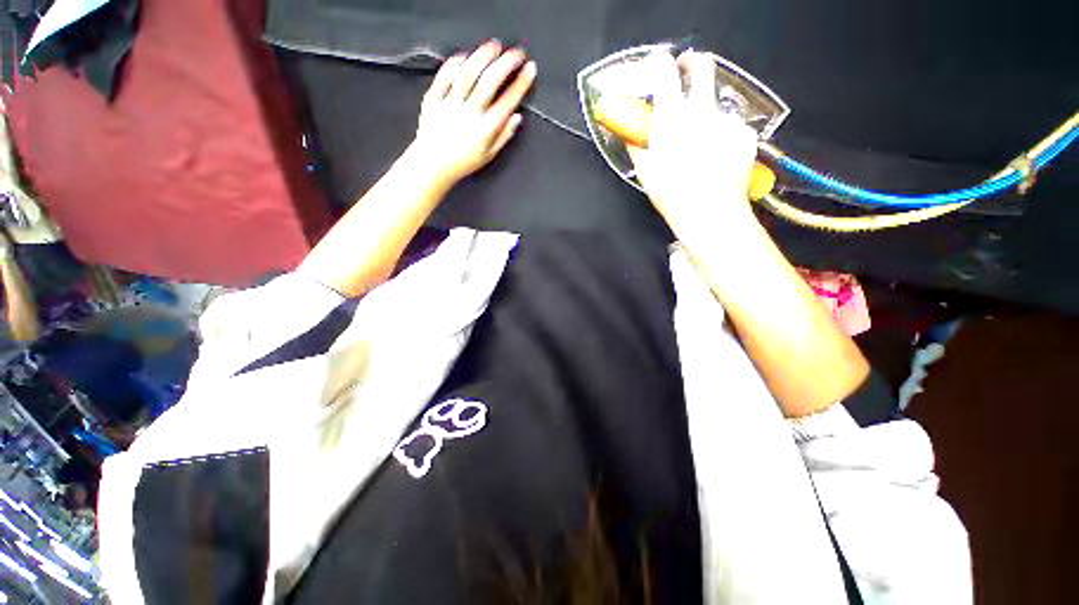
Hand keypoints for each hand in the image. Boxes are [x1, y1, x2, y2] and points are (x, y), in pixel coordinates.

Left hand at [410, 41, 536, 187]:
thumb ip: (503, 136)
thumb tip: (516, 117)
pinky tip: (464, 55)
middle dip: (506, 64)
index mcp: (485, 129)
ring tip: (494, 46)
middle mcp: (469, 114)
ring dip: (482, 57)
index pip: (507, 102)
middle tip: (516, 52)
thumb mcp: (489, 155)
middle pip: (489, 82)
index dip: (521, 83)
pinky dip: (454, 64)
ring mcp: (450, 105)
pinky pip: (444, 77)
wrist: (433, 165)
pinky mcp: (434, 100)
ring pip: (467, 74)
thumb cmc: (463, 162)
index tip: (530, 69)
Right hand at [628, 52, 757, 234]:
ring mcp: (727, 120)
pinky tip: (717, 156)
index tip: (656, 65)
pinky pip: (730, 126)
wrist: (709, 212)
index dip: (658, 63)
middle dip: (693, 64)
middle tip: (687, 73)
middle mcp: (701, 111)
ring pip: (715, 104)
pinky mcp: (745, 133)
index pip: (664, 72)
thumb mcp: (645, 171)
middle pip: (702, 66)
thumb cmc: (671, 194)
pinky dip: (722, 135)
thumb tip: (632, 135)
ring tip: (701, 145)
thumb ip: (637, 146)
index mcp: (671, 118)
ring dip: (706, 115)